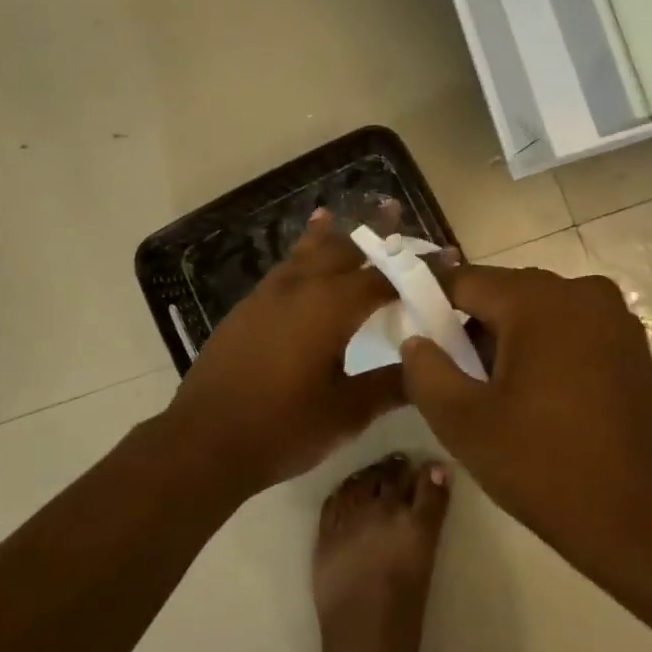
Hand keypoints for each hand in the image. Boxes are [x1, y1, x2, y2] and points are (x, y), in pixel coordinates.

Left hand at [169, 210, 409, 492]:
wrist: (204, 440)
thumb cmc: (282, 427)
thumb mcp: (346, 413)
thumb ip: (390, 386)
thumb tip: (426, 368)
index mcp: (331, 307)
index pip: (385, 278)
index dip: (418, 269)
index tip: (447, 257)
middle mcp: (301, 287)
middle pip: (344, 249)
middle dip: (372, 232)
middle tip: (393, 211)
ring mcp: (269, 294)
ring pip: (307, 253)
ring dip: (330, 237)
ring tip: (339, 215)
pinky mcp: (249, 307)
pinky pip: (284, 268)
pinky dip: (299, 254)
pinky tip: (301, 259)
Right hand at [398, 265, 651, 572]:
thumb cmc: (550, 469)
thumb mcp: (465, 424)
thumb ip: (425, 371)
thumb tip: (416, 340)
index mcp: (539, 300)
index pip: (463, 281)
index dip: (428, 303)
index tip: (409, 335)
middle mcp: (582, 292)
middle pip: (502, 294)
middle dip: (470, 328)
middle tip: (451, 378)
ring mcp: (615, 319)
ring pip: (537, 314)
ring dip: (507, 343)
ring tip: (492, 397)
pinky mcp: (634, 348)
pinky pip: (569, 332)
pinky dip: (543, 353)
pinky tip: (536, 402)